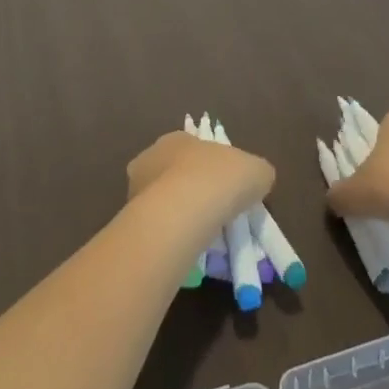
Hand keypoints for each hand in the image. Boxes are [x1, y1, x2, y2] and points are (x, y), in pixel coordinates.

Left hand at [127, 131, 274, 232]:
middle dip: (193, 193)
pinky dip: (172, 236)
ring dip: (180, 217)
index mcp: (176, 138)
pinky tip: (189, 249)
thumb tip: (257, 181)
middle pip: (175, 175)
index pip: (194, 150)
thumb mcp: (256, 170)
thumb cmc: (218, 178)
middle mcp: (150, 158)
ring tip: (204, 239)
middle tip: (215, 214)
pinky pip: (157, 227)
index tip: (226, 190)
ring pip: (163, 203)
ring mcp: (136, 190)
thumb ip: (257, 172)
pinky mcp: (131, 220)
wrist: (182, 212)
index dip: (212, 169)